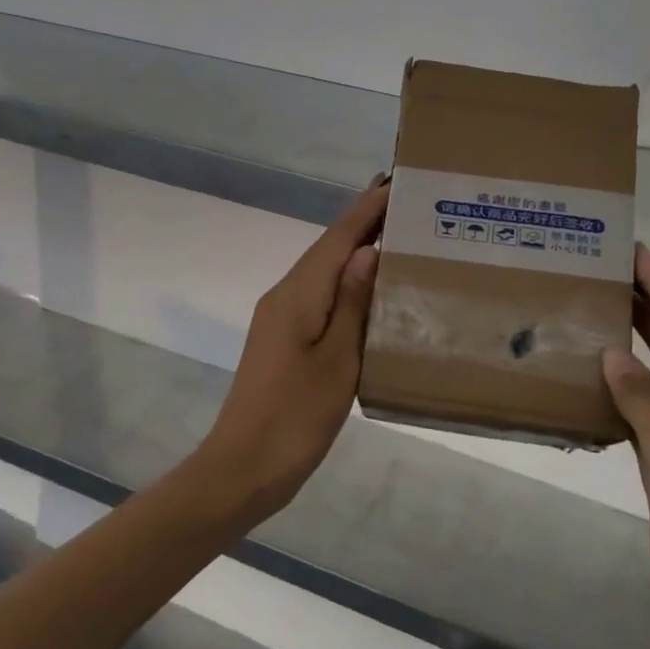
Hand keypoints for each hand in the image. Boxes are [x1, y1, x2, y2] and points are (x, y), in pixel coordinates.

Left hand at [198, 181, 387, 520]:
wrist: (243, 468)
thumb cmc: (296, 416)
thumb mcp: (338, 360)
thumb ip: (353, 303)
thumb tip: (368, 250)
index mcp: (299, 294)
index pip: (338, 237)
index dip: (367, 207)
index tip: (396, 180)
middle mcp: (286, 294)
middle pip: (328, 247)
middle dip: (364, 221)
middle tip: (406, 203)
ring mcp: (281, 316)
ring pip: (323, 269)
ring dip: (355, 249)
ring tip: (395, 236)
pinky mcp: (283, 337)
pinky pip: (319, 293)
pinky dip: (346, 279)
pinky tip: (368, 288)